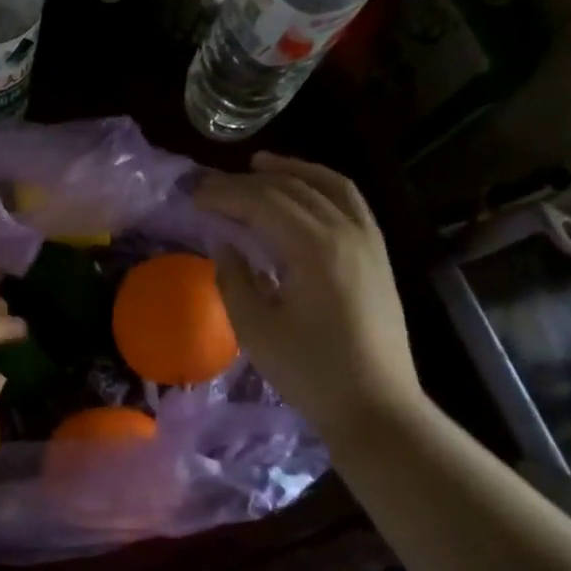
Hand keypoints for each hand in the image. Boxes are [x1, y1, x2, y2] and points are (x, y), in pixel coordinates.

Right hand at [196, 154, 423, 439]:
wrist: (375, 406)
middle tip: (212, 186)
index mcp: (315, 248)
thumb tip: (225, 243)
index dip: (225, 195)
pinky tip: (303, 193)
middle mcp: (347, 231)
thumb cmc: (309, 371)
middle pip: (293, 188)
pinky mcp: (378, 255)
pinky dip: (323, 187)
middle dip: (248, 182)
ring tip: (259, 165)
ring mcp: (369, 241)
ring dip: (292, 171)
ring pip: (329, 186)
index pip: (263, 202)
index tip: (193, 197)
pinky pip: (351, 203)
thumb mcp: (255, 328)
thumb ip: (234, 278)